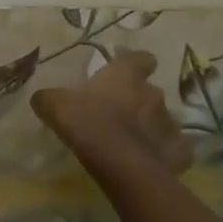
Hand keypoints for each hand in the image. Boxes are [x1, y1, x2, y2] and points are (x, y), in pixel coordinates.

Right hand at [31, 49, 194, 177]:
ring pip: (162, 120)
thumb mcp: (55, 105)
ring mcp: (170, 123)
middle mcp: (153, 94)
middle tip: (119, 116)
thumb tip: (43, 98)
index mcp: (125, 76)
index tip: (126, 73)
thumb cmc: (86, 122)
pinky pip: (174, 149)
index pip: (140, 58)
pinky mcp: (179, 151)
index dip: (134, 64)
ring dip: (150, 127)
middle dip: (138, 102)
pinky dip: (164, 153)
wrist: (118, 163)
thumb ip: (50, 98)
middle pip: (150, 92)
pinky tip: (149, 162)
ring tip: (132, 143)